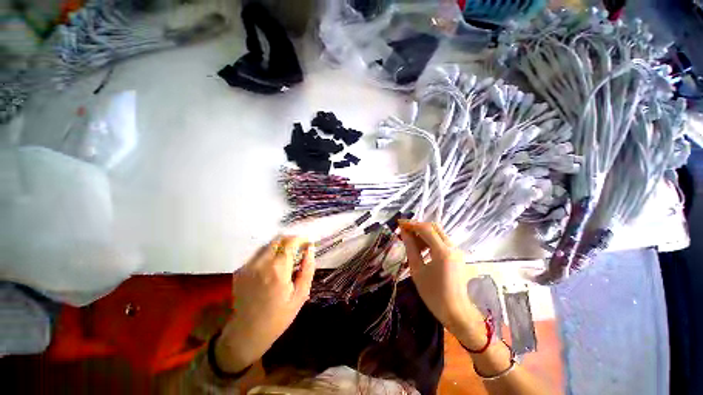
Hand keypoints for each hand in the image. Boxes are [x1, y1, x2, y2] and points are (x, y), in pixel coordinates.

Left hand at [215, 236, 315, 373]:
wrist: (246, 334)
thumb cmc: (278, 317)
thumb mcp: (300, 295)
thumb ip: (307, 269)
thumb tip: (310, 249)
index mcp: (277, 270)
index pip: (290, 242)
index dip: (301, 239)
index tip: (308, 243)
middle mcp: (260, 264)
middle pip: (278, 240)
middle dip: (291, 241)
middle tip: (299, 250)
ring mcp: (247, 266)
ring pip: (267, 245)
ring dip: (280, 246)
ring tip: (287, 258)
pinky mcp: (240, 270)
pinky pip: (258, 255)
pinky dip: (269, 254)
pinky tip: (273, 267)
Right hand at [399, 220, 485, 348]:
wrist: (457, 313)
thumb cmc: (434, 294)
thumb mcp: (417, 270)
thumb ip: (410, 248)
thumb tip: (404, 233)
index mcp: (442, 251)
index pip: (426, 228)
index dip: (411, 224)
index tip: (399, 223)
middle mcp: (452, 247)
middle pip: (434, 227)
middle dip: (418, 227)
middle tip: (404, 231)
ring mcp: (456, 251)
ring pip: (438, 233)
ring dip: (424, 234)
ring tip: (410, 242)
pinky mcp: (457, 255)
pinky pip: (442, 241)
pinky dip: (430, 240)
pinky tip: (421, 249)